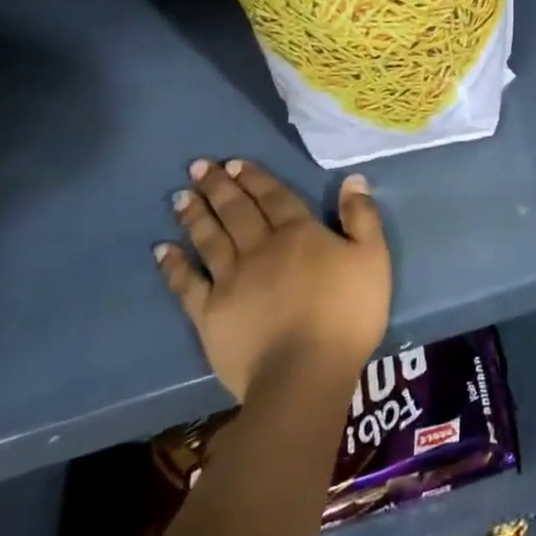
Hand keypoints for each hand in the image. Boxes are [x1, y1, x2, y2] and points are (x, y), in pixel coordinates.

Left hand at [156, 159, 391, 401]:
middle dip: (219, 187)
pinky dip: (174, 265)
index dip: (255, 178)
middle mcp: (261, 248)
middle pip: (237, 211)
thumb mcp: (373, 259)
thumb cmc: (348, 313)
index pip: (274, 197)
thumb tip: (352, 179)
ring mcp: (231, 280)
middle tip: (198, 167)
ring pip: (209, 239)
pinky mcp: (209, 313)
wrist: (304, 372)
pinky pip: (187, 283)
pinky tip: (162, 250)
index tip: (234, 163)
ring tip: (180, 196)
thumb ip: (362, 218)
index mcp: (300, 233)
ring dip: (195, 215)